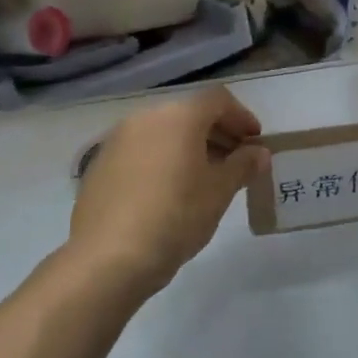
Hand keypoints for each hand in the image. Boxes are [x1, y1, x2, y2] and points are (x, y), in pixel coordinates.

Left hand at [66, 87, 266, 301]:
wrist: (108, 257)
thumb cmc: (176, 216)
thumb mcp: (220, 192)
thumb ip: (243, 165)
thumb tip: (258, 152)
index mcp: (178, 116)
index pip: (218, 100)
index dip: (241, 117)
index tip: (255, 143)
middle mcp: (145, 117)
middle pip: (188, 114)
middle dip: (216, 133)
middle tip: (235, 163)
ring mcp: (116, 139)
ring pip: (162, 132)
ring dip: (187, 147)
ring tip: (203, 179)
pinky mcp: (99, 164)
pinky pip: (140, 151)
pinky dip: (160, 160)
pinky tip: (167, 192)